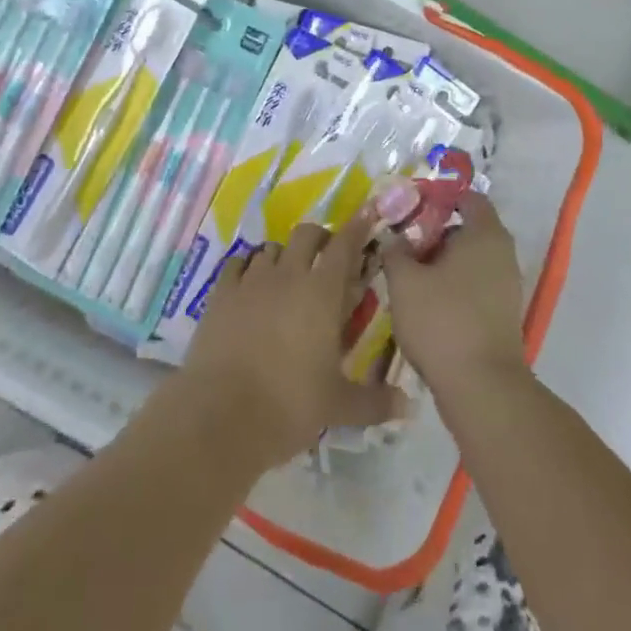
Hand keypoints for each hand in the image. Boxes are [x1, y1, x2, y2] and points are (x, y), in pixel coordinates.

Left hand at [177, 211, 404, 471]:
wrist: (222, 415)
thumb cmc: (290, 405)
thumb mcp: (338, 406)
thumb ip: (375, 401)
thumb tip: (409, 406)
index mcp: (322, 293)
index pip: (344, 246)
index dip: (357, 228)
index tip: (366, 215)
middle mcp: (288, 276)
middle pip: (306, 235)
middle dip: (319, 239)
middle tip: (326, 259)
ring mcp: (251, 281)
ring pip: (271, 248)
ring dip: (284, 255)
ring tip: (287, 276)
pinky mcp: (220, 294)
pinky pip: (237, 264)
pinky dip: (248, 267)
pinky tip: (250, 284)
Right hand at [382, 191, 527, 398]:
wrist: (482, 388)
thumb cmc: (442, 320)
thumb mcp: (404, 281)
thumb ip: (395, 251)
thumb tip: (395, 239)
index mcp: (485, 233)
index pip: (468, 197)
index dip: (439, 198)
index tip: (410, 209)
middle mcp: (503, 253)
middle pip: (467, 229)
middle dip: (434, 233)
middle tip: (402, 244)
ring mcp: (507, 286)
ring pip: (470, 260)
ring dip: (441, 263)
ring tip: (408, 276)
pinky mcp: (503, 314)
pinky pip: (475, 285)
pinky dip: (453, 286)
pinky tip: (426, 304)